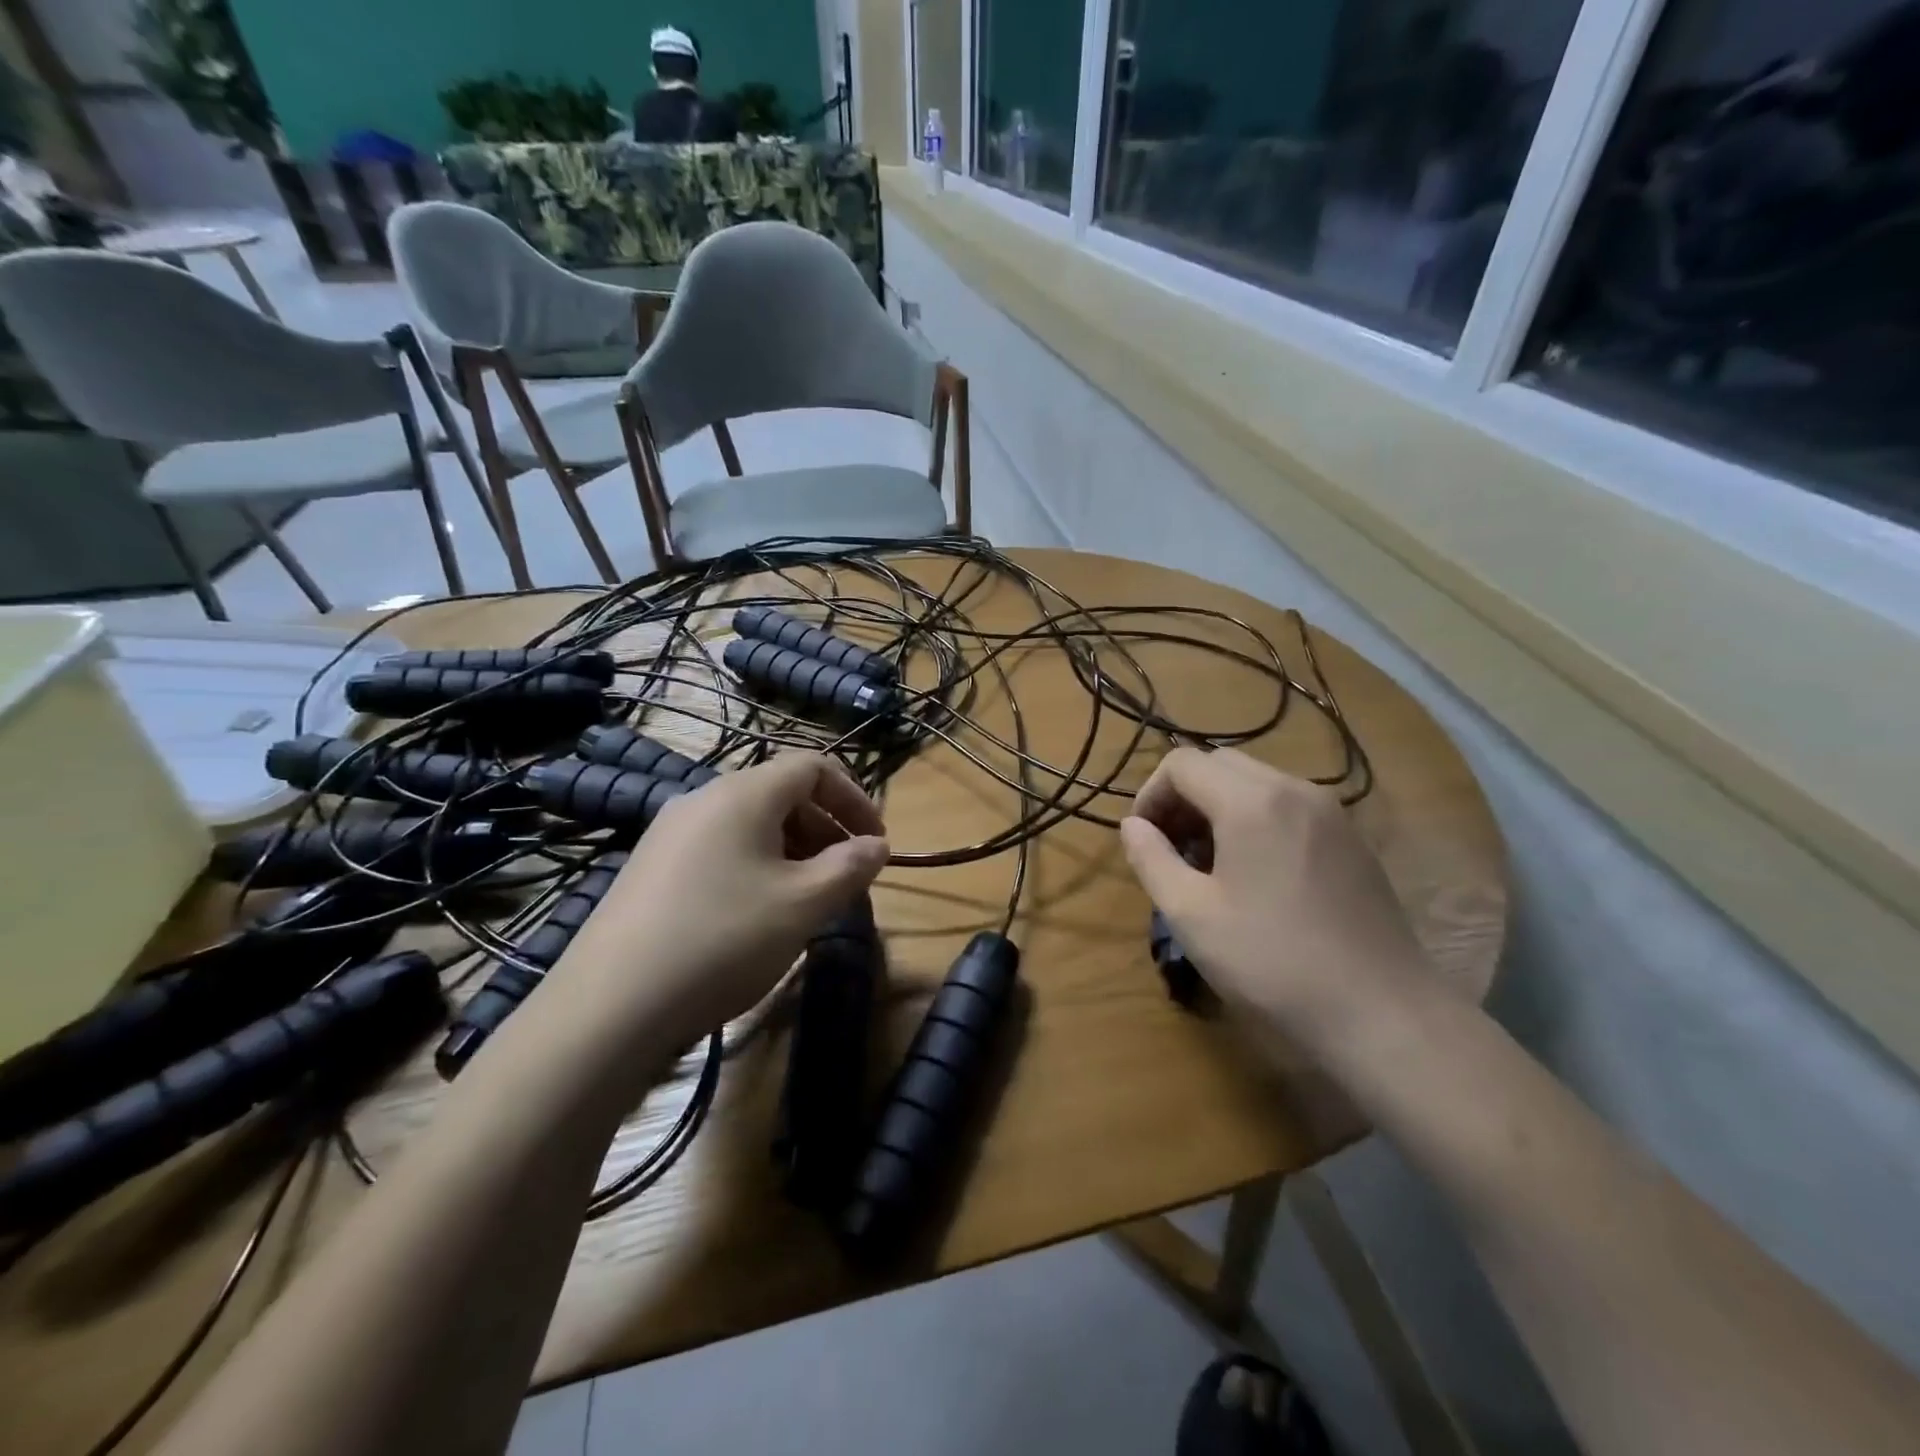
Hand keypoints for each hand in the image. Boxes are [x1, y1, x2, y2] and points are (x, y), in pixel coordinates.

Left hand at [555, 753, 889, 1042]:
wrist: (610, 1006)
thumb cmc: (724, 939)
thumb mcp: (804, 904)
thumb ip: (850, 867)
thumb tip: (876, 846)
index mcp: (743, 794)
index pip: (813, 767)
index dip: (854, 798)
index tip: (876, 843)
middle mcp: (703, 799)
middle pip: (781, 794)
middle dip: (825, 829)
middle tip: (846, 876)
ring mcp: (669, 834)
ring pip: (750, 825)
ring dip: (793, 851)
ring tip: (807, 900)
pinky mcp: (650, 870)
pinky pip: (719, 850)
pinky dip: (755, 868)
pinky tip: (756, 916)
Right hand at [1119, 747, 1427, 1043]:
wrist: (1382, 1012)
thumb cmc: (1272, 962)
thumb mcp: (1191, 915)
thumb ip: (1150, 859)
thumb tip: (1132, 826)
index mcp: (1251, 802)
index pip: (1182, 763)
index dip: (1150, 794)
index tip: (1143, 840)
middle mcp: (1295, 789)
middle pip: (1220, 764)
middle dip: (1184, 797)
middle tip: (1171, 849)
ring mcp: (1331, 812)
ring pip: (1257, 782)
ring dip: (1219, 807)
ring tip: (1209, 865)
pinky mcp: (1352, 839)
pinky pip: (1289, 806)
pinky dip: (1256, 820)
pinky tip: (1256, 876)